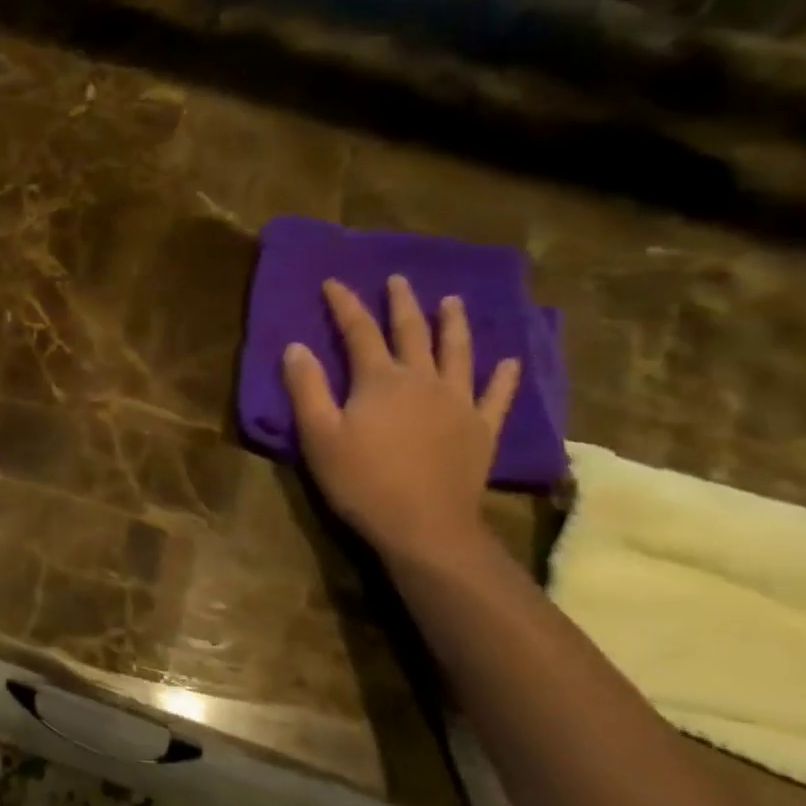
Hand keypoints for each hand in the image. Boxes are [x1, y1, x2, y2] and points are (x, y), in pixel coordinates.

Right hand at [281, 275, 519, 560]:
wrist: (424, 525)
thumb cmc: (362, 480)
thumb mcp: (318, 436)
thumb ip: (306, 388)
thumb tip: (296, 346)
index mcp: (380, 379)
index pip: (358, 331)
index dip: (345, 304)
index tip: (333, 282)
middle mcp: (423, 380)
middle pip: (412, 332)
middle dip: (401, 303)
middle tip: (398, 280)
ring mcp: (458, 403)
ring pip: (458, 353)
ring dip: (453, 325)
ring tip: (452, 302)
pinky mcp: (481, 429)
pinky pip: (496, 396)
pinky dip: (503, 377)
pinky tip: (509, 362)